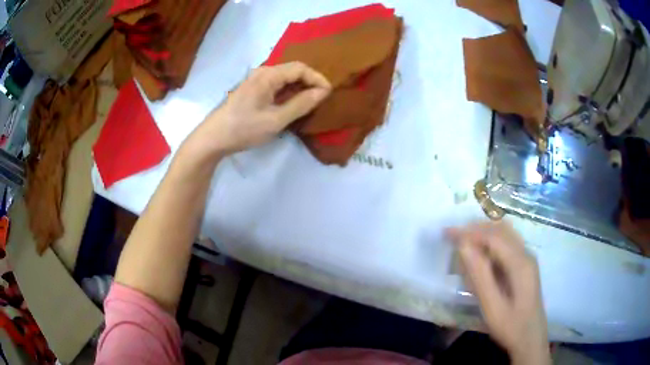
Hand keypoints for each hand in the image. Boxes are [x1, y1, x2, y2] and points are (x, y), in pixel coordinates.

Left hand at [191, 62, 330, 156]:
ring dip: (299, 88)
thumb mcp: (276, 119)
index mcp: (268, 75)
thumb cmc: (244, 129)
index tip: (329, 93)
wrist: (213, 138)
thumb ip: (301, 104)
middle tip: (322, 99)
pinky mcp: (252, 89)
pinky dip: (287, 93)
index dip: (317, 78)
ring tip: (311, 103)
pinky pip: (275, 85)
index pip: (300, 68)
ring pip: (284, 78)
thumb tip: (323, 92)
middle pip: (292, 70)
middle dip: (310, 82)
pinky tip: (292, 105)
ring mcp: (255, 80)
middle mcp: (262, 72)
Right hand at [446, 222, 549, 364]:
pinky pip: (507, 245)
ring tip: (462, 241)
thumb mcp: (492, 307)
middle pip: (500, 229)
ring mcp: (527, 259)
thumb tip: (463, 246)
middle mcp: (526, 254)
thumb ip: (480, 276)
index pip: (492, 236)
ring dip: (483, 233)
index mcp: (520, 263)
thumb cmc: (511, 327)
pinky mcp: (525, 266)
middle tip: (452, 235)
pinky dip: (490, 243)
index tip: (447, 232)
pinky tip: (479, 255)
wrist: (531, 339)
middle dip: (475, 228)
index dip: (469, 231)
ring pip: (505, 235)